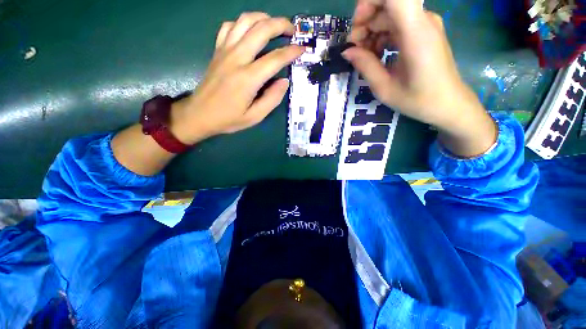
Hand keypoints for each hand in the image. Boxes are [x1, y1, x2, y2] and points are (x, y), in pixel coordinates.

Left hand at [171, 12, 304, 144]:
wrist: (199, 115)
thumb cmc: (228, 119)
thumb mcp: (255, 117)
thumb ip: (272, 99)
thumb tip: (284, 82)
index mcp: (248, 78)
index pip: (275, 58)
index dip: (292, 52)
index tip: (303, 49)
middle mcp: (236, 58)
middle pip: (261, 29)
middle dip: (280, 24)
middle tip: (292, 31)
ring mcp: (224, 51)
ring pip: (244, 21)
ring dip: (263, 17)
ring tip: (274, 25)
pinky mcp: (217, 51)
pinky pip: (229, 27)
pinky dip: (242, 23)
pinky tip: (249, 31)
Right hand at [345, 0, 496, 156]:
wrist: (448, 104)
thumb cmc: (418, 100)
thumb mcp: (385, 88)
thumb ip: (365, 66)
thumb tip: (347, 51)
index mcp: (415, 32)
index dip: (369, 2)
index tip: (356, 27)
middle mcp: (422, 20)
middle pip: (387, 4)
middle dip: (364, 23)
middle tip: (355, 51)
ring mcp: (424, 24)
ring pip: (390, 14)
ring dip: (371, 32)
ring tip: (365, 57)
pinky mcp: (423, 31)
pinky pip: (397, 24)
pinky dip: (382, 36)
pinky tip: (377, 55)